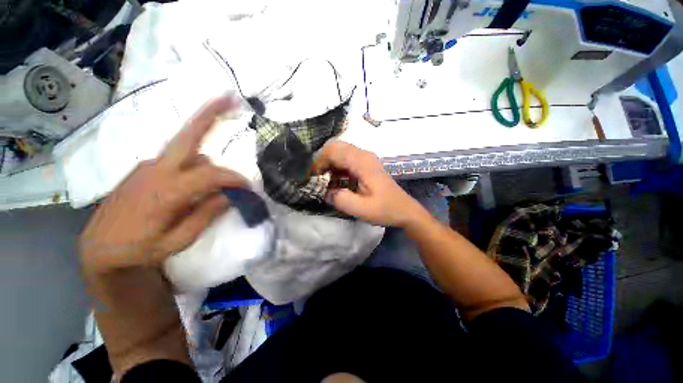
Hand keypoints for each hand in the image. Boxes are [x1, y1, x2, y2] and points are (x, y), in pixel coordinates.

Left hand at [79, 96, 247, 271]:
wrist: (100, 248)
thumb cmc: (141, 250)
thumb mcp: (178, 240)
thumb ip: (206, 214)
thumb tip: (231, 195)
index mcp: (166, 191)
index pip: (212, 174)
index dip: (235, 179)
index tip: (250, 188)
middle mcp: (156, 169)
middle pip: (188, 134)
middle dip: (210, 113)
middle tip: (231, 98)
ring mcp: (147, 165)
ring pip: (188, 151)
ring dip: (209, 159)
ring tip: (222, 181)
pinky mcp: (144, 168)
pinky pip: (177, 159)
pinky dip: (195, 164)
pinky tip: (196, 183)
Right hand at [312, 140, 427, 227]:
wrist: (404, 210)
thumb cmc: (384, 209)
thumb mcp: (360, 209)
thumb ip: (338, 198)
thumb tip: (322, 190)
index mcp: (362, 162)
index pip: (333, 151)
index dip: (318, 162)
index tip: (311, 178)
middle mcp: (363, 155)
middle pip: (335, 147)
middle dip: (322, 162)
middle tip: (316, 179)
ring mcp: (365, 159)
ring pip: (340, 153)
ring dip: (329, 165)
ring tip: (323, 182)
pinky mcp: (365, 165)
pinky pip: (346, 160)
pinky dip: (336, 168)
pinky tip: (335, 182)